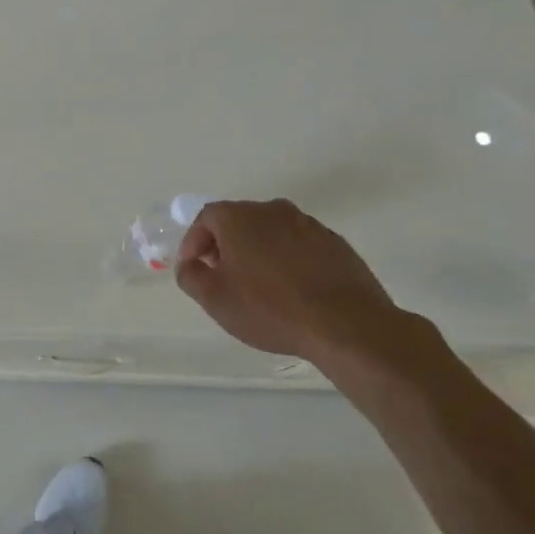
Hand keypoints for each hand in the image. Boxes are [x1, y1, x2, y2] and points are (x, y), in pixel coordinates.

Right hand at [175, 199, 409, 364]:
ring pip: (270, 232)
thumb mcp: (214, 298)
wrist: (345, 323)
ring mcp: (308, 224)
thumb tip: (189, 264)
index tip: (193, 268)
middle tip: (221, 276)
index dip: (193, 242)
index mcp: (239, 218)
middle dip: (224, 245)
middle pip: (239, 220)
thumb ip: (190, 275)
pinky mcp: (334, 243)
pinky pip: (298, 245)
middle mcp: (273, 210)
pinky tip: (290, 289)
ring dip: (257, 252)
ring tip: (256, 285)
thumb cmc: (269, 308)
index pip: (205, 218)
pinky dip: (287, 260)